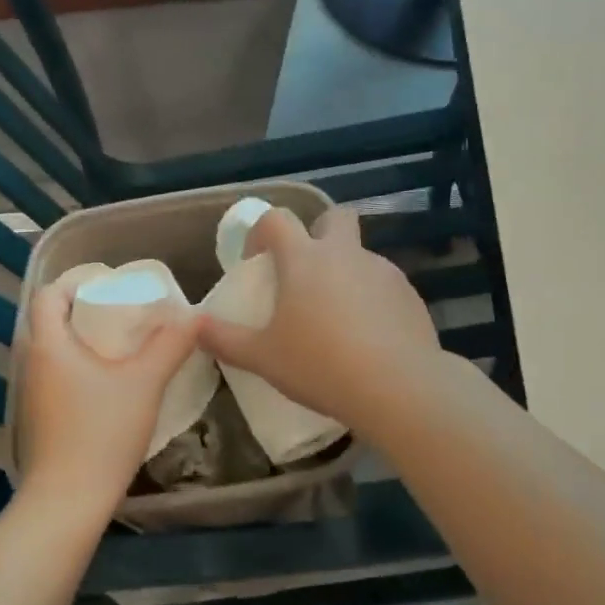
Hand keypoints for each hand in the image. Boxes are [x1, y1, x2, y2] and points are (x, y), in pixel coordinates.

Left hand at [17, 278, 200, 517]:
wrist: (68, 500)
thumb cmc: (102, 432)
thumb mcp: (145, 383)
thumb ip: (170, 345)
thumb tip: (195, 315)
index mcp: (49, 344)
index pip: (48, 294)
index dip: (75, 283)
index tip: (109, 286)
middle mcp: (32, 362)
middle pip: (50, 320)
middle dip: (83, 310)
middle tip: (122, 312)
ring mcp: (32, 393)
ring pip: (53, 349)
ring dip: (81, 340)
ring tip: (121, 343)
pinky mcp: (39, 417)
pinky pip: (55, 375)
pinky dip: (78, 366)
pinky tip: (108, 382)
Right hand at [198, 207, 444, 434]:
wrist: (397, 388)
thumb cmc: (320, 365)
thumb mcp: (263, 358)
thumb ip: (225, 339)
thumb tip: (195, 327)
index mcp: (305, 259)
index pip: (277, 219)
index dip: (260, 231)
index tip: (255, 260)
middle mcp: (345, 254)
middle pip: (334, 217)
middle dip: (318, 232)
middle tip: (305, 272)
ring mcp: (382, 271)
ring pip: (360, 255)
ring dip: (345, 272)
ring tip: (336, 318)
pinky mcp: (409, 294)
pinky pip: (384, 285)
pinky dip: (371, 299)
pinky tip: (368, 337)